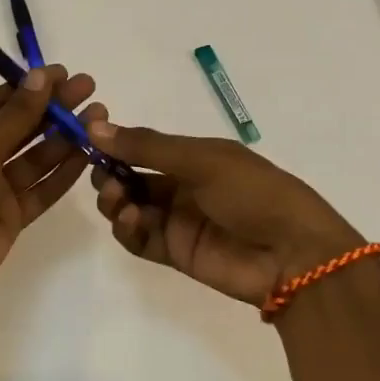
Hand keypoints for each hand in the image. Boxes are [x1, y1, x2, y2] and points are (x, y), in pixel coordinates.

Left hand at [0, 67, 105, 294]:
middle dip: (53, 108)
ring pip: (35, 157)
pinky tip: (88, 153)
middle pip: (20, 126)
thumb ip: (14, 115)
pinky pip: (42, 188)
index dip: (29, 87)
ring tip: (97, 117)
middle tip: (89, 89)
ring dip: (65, 137)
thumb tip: (39, 76)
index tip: (63, 73)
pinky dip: (63, 172)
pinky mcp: (12, 215)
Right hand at [87, 120, 362, 305]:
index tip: (85, 138)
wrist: (294, 254)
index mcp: (194, 156)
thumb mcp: (202, 160)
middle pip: (131, 178)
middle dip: (110, 174)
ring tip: (116, 199)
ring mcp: (177, 220)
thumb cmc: (253, 192)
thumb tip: (94, 126)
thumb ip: (147, 147)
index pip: (143, 147)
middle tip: (102, 176)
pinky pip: (139, 239)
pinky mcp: (175, 252)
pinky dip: (127, 229)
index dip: (115, 143)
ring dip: (115, 201)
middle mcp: (182, 186)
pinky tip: (129, 219)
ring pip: (130, 208)